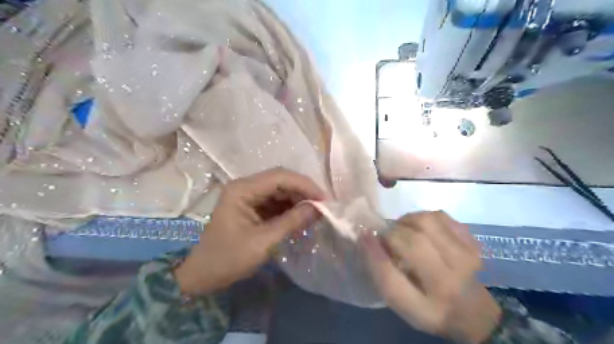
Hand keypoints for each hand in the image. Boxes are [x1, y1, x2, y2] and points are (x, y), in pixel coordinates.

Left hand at [173, 167, 325, 293]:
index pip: (279, 177)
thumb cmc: (228, 259)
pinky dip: (291, 208)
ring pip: (281, 190)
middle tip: (323, 207)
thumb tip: (318, 208)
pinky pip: (277, 201)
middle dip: (303, 192)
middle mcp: (245, 186)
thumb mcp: (263, 242)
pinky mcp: (253, 206)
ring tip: (315, 213)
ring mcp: (249, 196)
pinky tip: (302, 217)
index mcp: (242, 189)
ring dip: (298, 200)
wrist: (203, 275)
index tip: (324, 200)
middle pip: (281, 180)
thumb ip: (291, 222)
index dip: (304, 185)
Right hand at [361, 212, 497, 341]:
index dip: (373, 252)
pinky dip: (423, 217)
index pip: (391, 278)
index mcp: (427, 306)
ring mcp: (467, 257)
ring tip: (403, 230)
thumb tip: (366, 236)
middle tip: (387, 237)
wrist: (472, 310)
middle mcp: (450, 281)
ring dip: (406, 222)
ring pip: (426, 222)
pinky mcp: (472, 241)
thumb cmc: (428, 307)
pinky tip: (421, 229)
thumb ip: (381, 273)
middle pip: (412, 242)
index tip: (363, 235)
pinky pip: (440, 216)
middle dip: (392, 234)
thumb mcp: (401, 302)